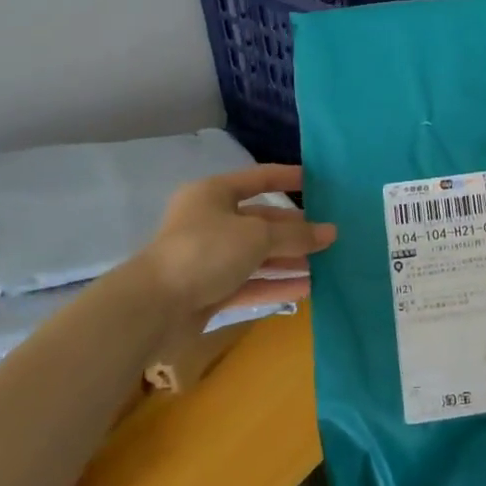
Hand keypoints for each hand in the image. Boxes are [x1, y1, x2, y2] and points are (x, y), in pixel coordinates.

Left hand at [136, 165, 335, 316]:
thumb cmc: (206, 251)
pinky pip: (250, 283)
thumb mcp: (257, 236)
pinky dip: (275, 285)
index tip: (319, 182)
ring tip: (326, 263)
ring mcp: (209, 258)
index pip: (259, 178)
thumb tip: (331, 232)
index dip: (288, 178)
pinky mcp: (209, 291)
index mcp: (214, 194)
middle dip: (294, 229)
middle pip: (261, 221)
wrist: (153, 308)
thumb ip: (296, 234)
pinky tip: (307, 289)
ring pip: (257, 255)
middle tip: (330, 234)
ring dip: (289, 260)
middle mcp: (211, 222)